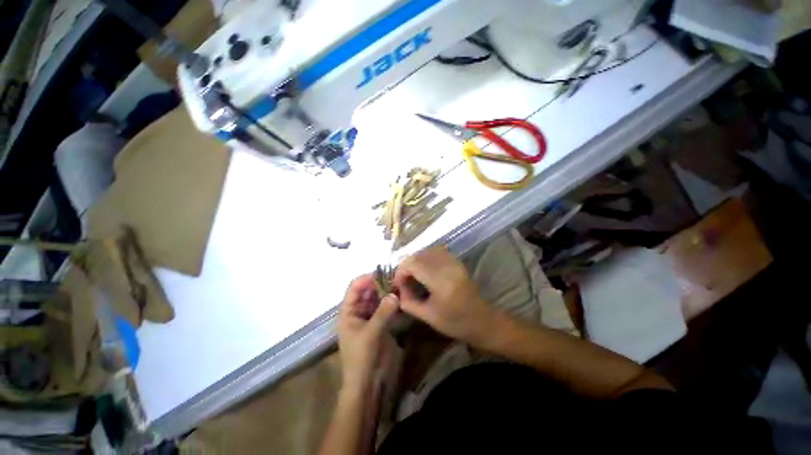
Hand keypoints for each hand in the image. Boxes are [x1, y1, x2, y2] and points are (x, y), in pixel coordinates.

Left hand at [337, 274, 399, 388]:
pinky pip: (384, 307)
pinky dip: (391, 302)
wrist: (366, 384)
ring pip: (377, 298)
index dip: (367, 278)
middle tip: (396, 278)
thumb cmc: (362, 358)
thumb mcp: (371, 334)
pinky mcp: (378, 323)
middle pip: (367, 290)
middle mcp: (357, 310)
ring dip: (387, 292)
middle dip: (380, 283)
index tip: (385, 273)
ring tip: (400, 285)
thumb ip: (383, 313)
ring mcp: (368, 316)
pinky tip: (401, 298)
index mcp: (348, 311)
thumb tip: (394, 293)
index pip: (355, 287)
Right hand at [394, 247, 495, 345]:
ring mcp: (454, 262)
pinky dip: (426, 257)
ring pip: (427, 251)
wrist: (482, 320)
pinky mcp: (457, 261)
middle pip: (419, 255)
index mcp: (441, 282)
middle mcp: (448, 267)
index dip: (401, 270)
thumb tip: (397, 290)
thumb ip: (409, 302)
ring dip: (416, 260)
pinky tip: (424, 269)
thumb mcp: (428, 317)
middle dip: (406, 265)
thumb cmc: (455, 323)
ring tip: (413, 274)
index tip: (397, 283)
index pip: (414, 264)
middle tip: (403, 279)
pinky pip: (437, 252)